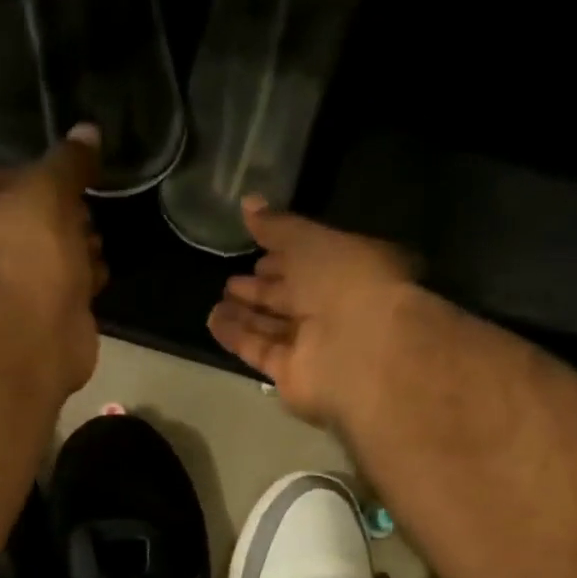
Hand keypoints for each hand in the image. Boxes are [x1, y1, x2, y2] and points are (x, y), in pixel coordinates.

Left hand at [0, 127, 106, 392]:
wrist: (25, 339)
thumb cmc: (21, 252)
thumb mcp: (47, 191)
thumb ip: (68, 163)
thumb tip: (89, 130)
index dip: (41, 178)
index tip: (72, 183)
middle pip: (22, 222)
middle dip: (61, 220)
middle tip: (87, 218)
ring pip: (42, 260)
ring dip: (72, 253)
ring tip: (95, 249)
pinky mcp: (26, 326)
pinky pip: (57, 295)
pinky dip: (77, 287)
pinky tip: (96, 279)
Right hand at [207, 197, 417, 425]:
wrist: (363, 350)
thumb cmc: (347, 282)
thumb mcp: (312, 241)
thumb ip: (278, 227)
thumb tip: (247, 203)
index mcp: (348, 270)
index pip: (310, 261)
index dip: (282, 255)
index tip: (255, 250)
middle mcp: (332, 309)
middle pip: (290, 298)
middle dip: (261, 289)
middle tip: (230, 281)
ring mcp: (313, 345)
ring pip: (272, 327)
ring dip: (244, 315)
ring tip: (215, 302)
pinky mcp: (291, 374)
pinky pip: (260, 351)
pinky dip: (237, 337)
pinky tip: (214, 322)